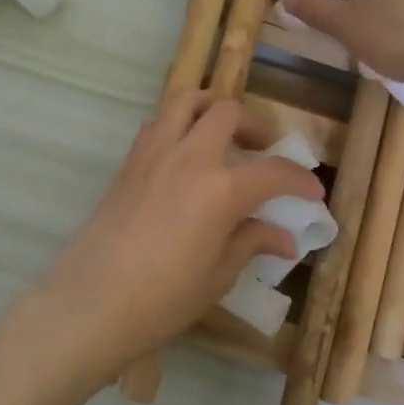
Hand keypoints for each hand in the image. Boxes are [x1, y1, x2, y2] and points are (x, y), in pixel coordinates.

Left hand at [31, 91, 324, 381]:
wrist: (91, 303)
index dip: (299, 179)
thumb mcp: (217, 276)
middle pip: (227, 113)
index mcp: (221, 189)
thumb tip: (285, 238)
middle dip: (254, 125)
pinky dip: (177, 125)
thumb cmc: (163, 299)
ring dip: (211, 108)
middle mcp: (189, 158)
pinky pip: (156, 124)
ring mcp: (153, 154)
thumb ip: (251, 243)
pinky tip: (184, 155)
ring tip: (222, 134)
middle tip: (263, 149)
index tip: (312, 191)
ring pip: (184, 101)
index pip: (273, 172)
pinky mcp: (128, 163)